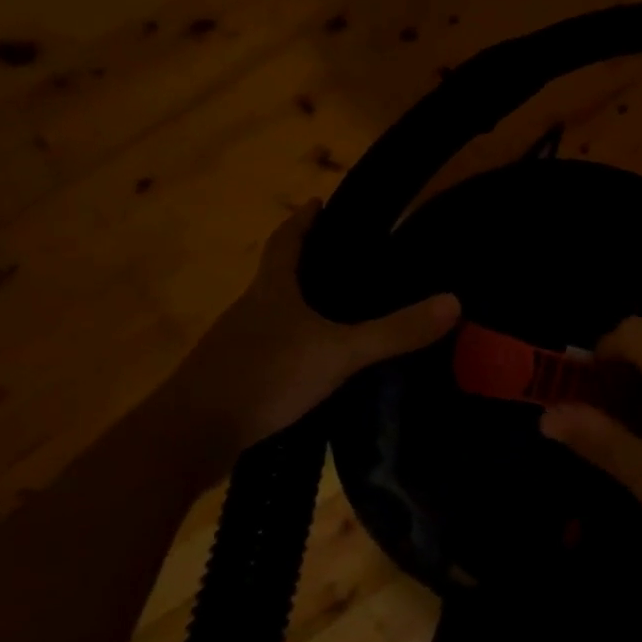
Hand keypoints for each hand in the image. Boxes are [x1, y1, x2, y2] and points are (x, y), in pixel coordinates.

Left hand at [170, 203, 459, 472]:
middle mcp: (251, 310)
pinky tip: (316, 364)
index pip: (287, 241)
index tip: (320, 203)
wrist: (187, 438)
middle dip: (310, 264)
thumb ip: (395, 331)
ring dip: (302, 307)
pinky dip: (293, 346)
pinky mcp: (232, 379)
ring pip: (275, 315)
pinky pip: (270, 350)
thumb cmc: (264, 377)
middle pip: (280, 275)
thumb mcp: (340, 352)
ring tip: (342, 312)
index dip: (305, 221)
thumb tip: (454, 302)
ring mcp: (236, 346)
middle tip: (351, 261)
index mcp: (272, 291)